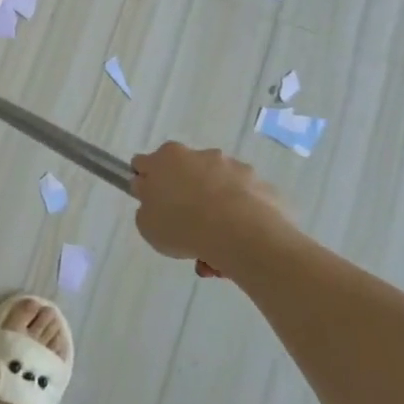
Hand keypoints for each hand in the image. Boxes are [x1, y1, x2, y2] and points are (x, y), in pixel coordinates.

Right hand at [130, 142, 290, 265]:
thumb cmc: (183, 226)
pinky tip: (238, 242)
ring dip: (213, 211)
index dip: (146, 183)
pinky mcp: (258, 182)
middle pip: (184, 175)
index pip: (145, 164)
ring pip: (216, 189)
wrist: (241, 233)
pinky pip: (242, 200)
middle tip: (185, 230)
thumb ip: (147, 208)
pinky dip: (238, 216)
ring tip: (215, 249)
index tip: (152, 204)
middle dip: (184, 198)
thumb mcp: (147, 225)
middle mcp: (198, 154)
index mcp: (165, 159)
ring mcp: (231, 166)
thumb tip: (155, 201)